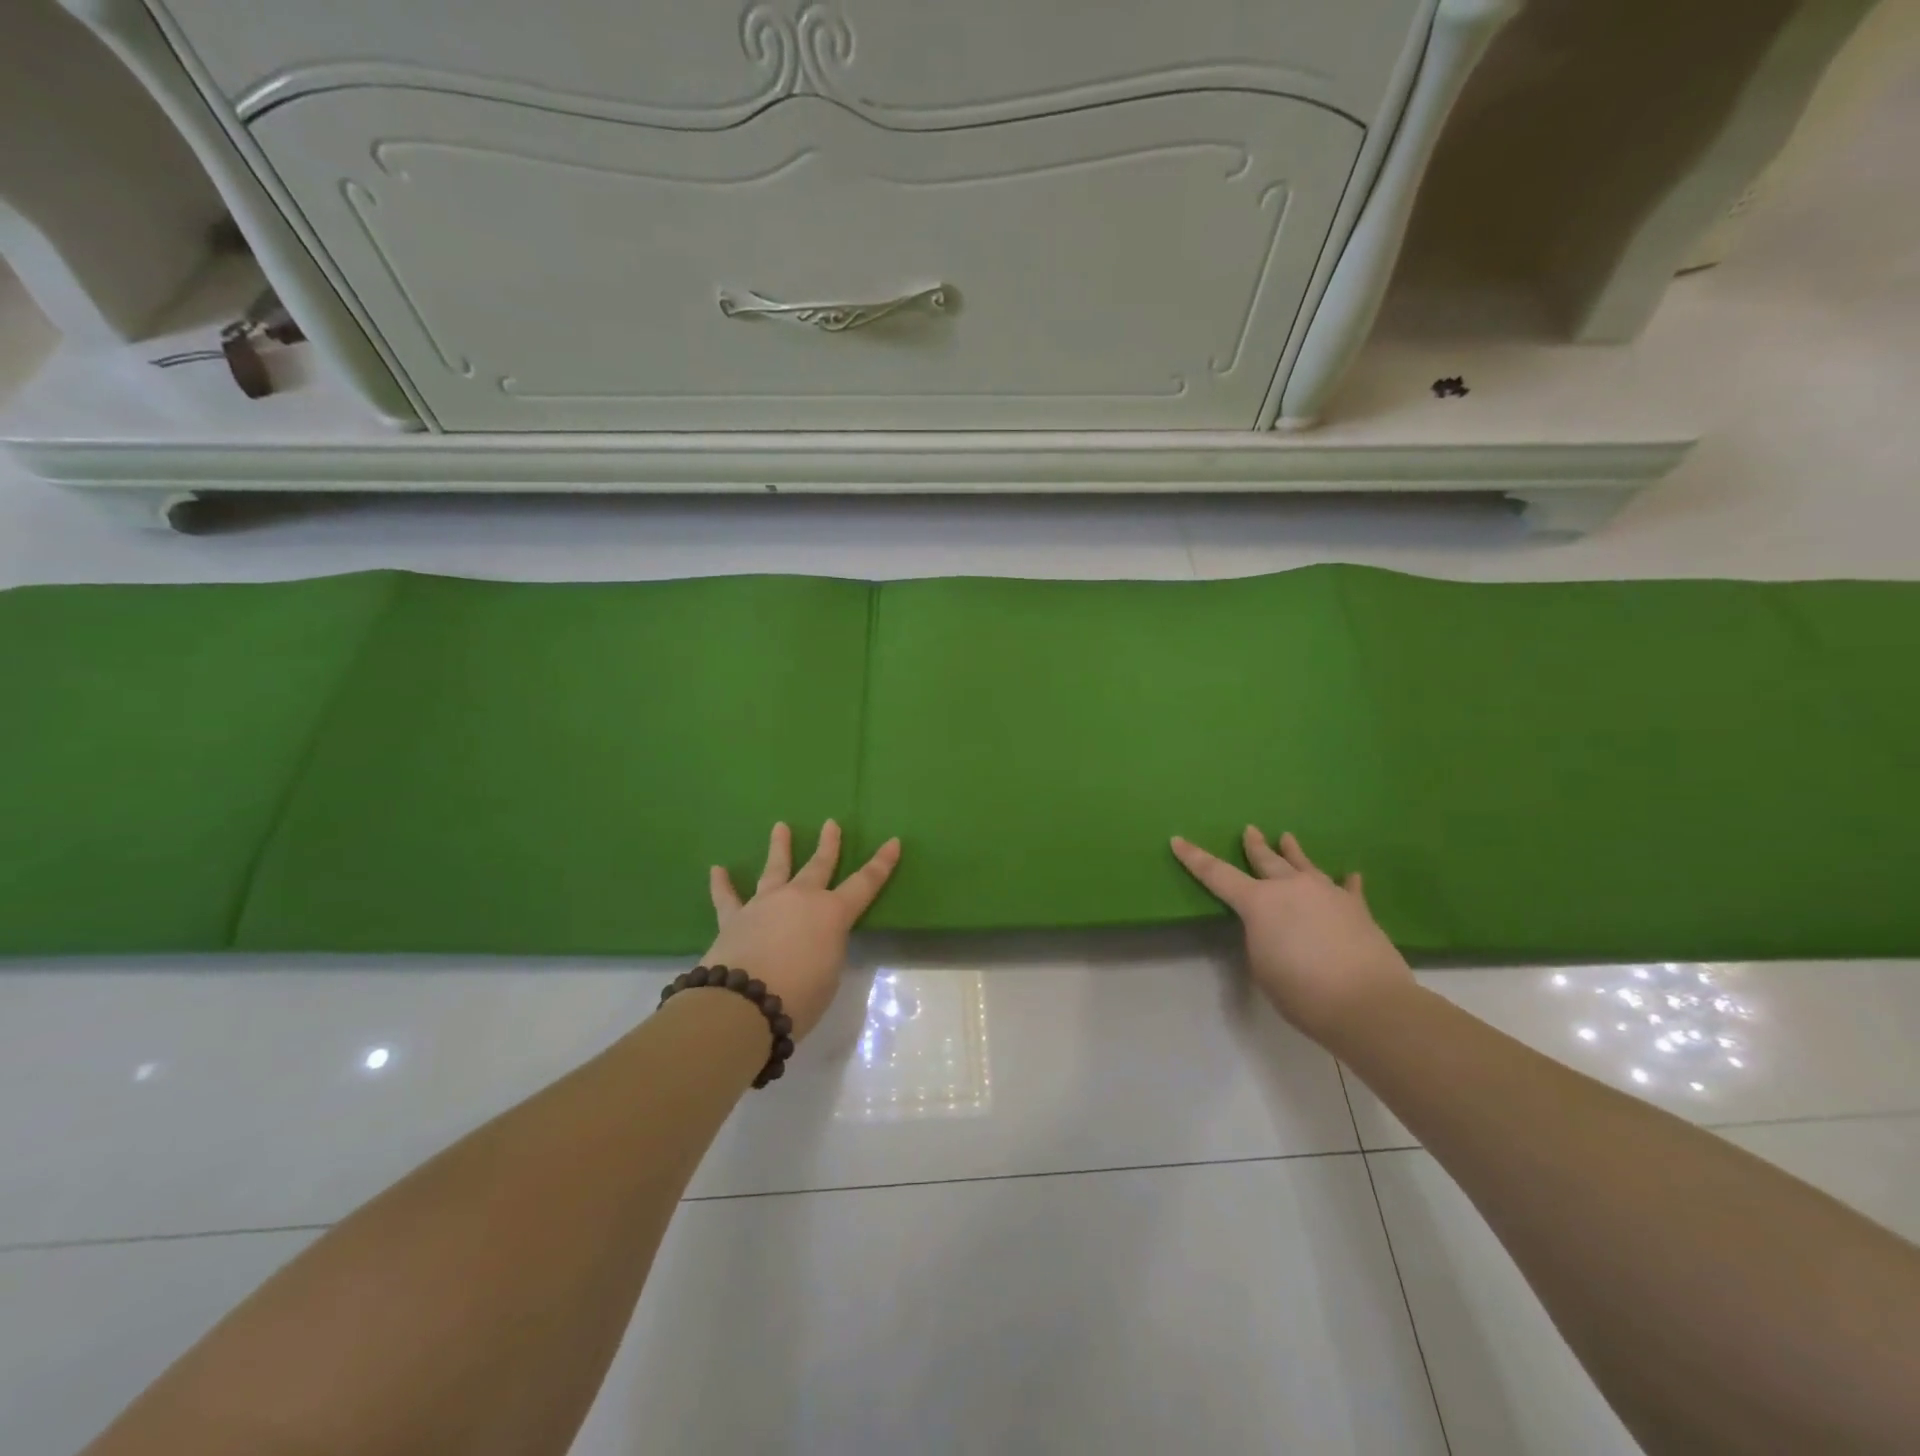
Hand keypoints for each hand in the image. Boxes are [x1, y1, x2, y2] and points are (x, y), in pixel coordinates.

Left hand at [706, 821, 900, 1041]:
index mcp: (832, 913)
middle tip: (831, 824)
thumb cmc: (800, 996)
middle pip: (819, 865)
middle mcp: (800, 899)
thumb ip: (826, 951)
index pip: (865, 884)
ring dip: (779, 847)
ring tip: (780, 827)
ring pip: (774, 869)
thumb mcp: (829, 975)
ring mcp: (765, 904)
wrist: (744, 1004)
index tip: (893, 842)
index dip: (881, 863)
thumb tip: (813, 942)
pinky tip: (717, 870)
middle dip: (828, 844)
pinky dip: (721, 884)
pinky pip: (727, 898)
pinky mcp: (734, 918)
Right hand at [1171, 827, 1413, 1043]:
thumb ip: (1261, 939)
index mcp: (1259, 902)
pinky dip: (1346, 882)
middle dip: (1254, 846)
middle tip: (1249, 830)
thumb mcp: (1262, 966)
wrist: (1367, 1003)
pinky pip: (1348, 888)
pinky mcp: (1357, 908)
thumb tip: (1276, 928)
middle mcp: (1291, 888)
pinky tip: (1351, 874)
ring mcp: (1327, 893)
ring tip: (1287, 837)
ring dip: (1293, 852)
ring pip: (1304, 865)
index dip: (1194, 858)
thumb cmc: (1301, 990)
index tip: (1178, 840)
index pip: (1217, 875)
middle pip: (1266, 860)